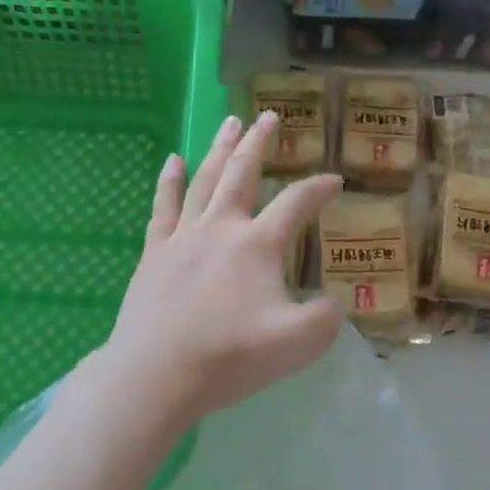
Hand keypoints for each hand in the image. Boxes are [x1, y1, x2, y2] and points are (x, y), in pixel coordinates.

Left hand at [101, 112, 342, 429]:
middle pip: (243, 173)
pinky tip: (173, 161)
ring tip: (229, 122)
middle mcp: (221, 228)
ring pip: (204, 180)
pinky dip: (169, 181)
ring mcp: (183, 237)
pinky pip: (164, 206)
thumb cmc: (231, 356)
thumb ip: (326, 317)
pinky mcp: (154, 253)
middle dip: (259, 143)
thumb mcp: (300, 343)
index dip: (319, 189)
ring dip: (219, 149)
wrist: (157, 373)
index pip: (296, 204)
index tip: (335, 181)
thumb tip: (331, 303)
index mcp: (258, 244)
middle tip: (269, 116)